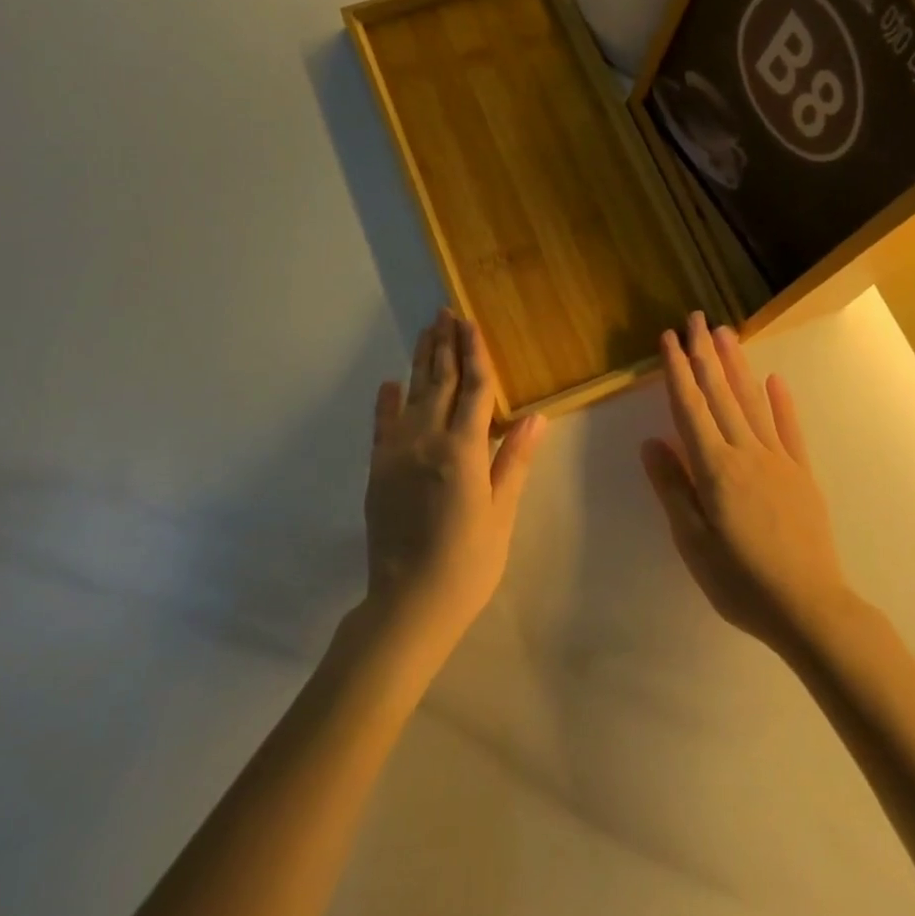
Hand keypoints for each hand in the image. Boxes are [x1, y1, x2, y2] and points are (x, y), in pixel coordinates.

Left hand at [364, 311, 547, 651]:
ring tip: (426, 331)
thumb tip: (537, 417)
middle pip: (439, 382)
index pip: (473, 389)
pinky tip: (390, 383)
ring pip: (412, 395)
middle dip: (445, 344)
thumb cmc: (468, 562)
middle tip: (445, 311)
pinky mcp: (378, 469)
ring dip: (421, 361)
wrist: (408, 604)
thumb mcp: (501, 513)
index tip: (470, 321)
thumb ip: (513, 460)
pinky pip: (382, 425)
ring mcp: (397, 453)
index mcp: (462, 450)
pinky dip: (387, 401)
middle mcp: (426, 440)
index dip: (474, 353)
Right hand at [641, 312, 850, 655]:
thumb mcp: (693, 542)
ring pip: (753, 402)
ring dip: (737, 366)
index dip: (677, 370)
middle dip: (705, 354)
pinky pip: (789, 430)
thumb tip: (651, 442)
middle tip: (697, 318)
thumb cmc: (741, 580)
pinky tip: (774, 380)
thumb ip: (673, 488)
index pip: (690, 407)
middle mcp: (746, 453)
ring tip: (726, 334)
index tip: (669, 338)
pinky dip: (781, 402)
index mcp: (715, 468)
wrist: (810, 607)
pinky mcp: (802, 475)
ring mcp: (778, 460)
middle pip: (721, 394)